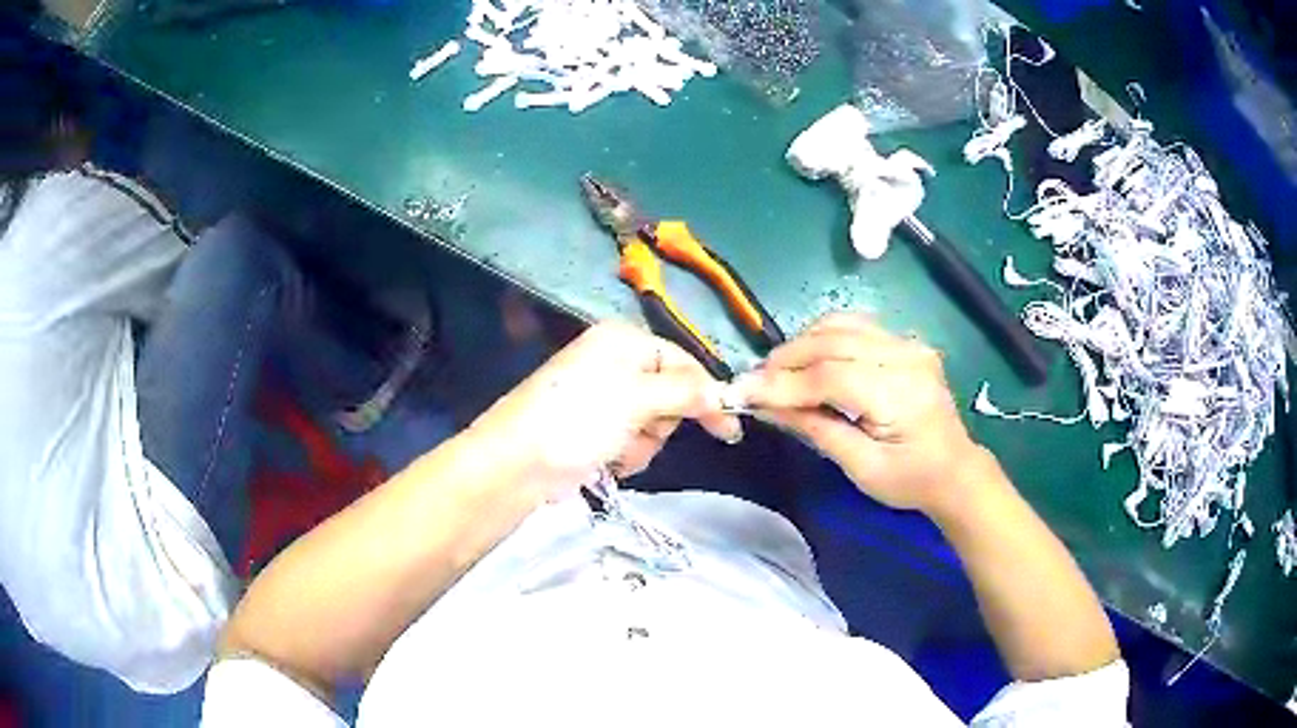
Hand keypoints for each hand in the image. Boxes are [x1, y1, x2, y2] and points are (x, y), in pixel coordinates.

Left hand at [467, 321, 741, 499]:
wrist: (518, 463)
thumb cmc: (578, 419)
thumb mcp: (637, 398)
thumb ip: (686, 393)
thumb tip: (724, 395)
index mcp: (623, 340)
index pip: (682, 361)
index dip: (705, 393)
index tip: (728, 428)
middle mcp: (614, 362)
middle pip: (670, 393)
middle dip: (661, 421)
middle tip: (643, 431)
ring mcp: (602, 398)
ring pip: (653, 423)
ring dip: (643, 443)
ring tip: (616, 449)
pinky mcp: (593, 430)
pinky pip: (631, 441)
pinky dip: (626, 454)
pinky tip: (606, 461)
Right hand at [735, 313, 994, 516]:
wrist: (954, 470)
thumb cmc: (910, 480)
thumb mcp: (861, 468)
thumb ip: (815, 429)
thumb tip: (766, 406)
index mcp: (901, 394)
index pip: (832, 376)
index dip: (784, 383)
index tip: (743, 391)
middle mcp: (907, 356)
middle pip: (833, 341)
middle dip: (786, 359)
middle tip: (753, 382)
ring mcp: (908, 343)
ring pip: (841, 324)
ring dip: (802, 343)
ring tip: (777, 372)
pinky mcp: (905, 341)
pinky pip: (855, 326)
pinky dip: (823, 337)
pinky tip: (808, 358)